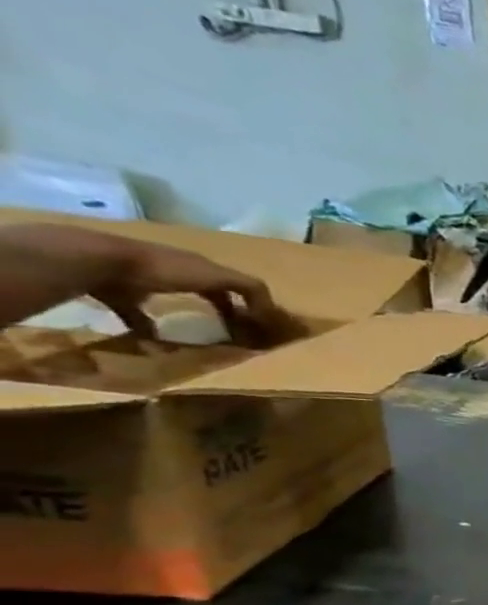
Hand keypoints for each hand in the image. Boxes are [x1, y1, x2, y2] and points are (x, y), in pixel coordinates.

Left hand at [97, 244, 298, 345]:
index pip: (237, 284)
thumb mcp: (214, 277)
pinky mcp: (121, 295)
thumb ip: (246, 289)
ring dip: (194, 318)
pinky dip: (152, 329)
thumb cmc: (163, 269)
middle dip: (229, 310)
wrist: (100, 261)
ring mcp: (147, 282)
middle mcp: (177, 271)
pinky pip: (142, 315)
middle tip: (240, 333)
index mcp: (200, 266)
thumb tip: (271, 313)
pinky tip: (158, 343)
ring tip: (203, 337)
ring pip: (179, 302)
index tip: (264, 325)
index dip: (254, 303)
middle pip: (212, 291)